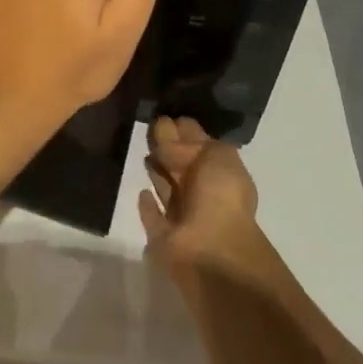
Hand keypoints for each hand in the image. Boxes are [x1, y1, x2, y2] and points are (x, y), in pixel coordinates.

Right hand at [139, 116, 260, 271]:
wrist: (213, 250)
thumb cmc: (221, 196)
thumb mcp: (218, 154)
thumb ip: (191, 142)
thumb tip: (166, 145)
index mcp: (220, 171)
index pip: (199, 143)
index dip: (184, 128)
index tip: (165, 112)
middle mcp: (203, 192)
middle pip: (181, 163)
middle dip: (168, 145)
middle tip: (149, 124)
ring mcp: (184, 215)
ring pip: (167, 187)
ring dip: (158, 171)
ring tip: (144, 150)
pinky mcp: (164, 236)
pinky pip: (154, 216)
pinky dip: (148, 206)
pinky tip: (141, 192)